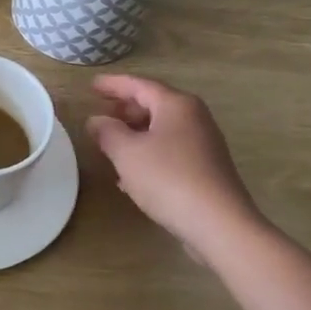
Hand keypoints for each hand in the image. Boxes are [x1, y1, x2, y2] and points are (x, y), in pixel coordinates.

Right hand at [85, 74, 263, 259]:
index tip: (91, 86)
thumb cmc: (168, 178)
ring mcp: (203, 144)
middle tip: (101, 113)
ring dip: (135, 134)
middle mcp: (194, 118)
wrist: (219, 224)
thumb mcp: (127, 153)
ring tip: (111, 143)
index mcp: (176, 105)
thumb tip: (96, 120)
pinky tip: (130, 175)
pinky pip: (170, 151)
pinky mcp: (206, 169)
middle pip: (154, 104)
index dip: (113, 85)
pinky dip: (148, 154)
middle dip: (125, 109)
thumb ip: (107, 132)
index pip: (139, 85)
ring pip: (162, 129)